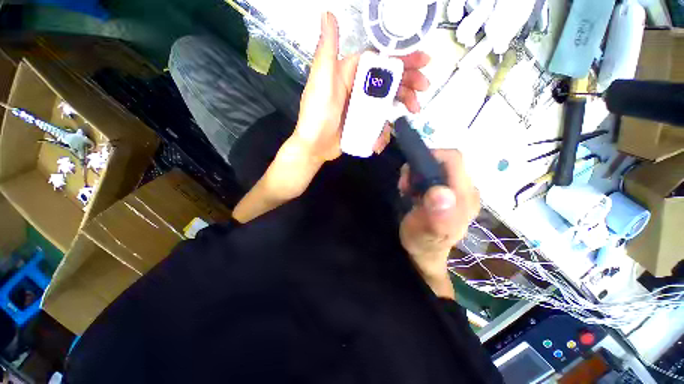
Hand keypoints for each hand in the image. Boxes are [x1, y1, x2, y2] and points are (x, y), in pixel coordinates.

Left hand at [292, 12, 430, 162]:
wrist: (314, 146)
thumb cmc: (316, 114)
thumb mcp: (321, 80)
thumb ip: (327, 50)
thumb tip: (327, 13)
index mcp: (350, 73)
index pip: (380, 60)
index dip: (402, 58)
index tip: (422, 61)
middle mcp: (358, 88)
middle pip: (388, 80)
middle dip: (409, 82)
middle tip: (424, 89)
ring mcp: (362, 108)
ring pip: (388, 102)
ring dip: (403, 105)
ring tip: (413, 111)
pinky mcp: (363, 124)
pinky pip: (379, 123)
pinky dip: (386, 130)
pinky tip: (385, 137)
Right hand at [398, 150, 479, 296]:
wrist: (424, 253)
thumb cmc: (424, 243)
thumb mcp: (427, 233)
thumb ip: (438, 216)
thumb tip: (441, 193)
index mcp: (464, 196)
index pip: (452, 159)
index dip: (429, 158)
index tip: (410, 174)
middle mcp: (466, 189)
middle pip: (444, 162)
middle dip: (420, 168)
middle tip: (405, 186)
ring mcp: (458, 191)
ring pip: (437, 167)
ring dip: (417, 174)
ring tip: (407, 191)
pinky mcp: (448, 193)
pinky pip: (433, 176)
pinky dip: (419, 179)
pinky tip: (412, 193)